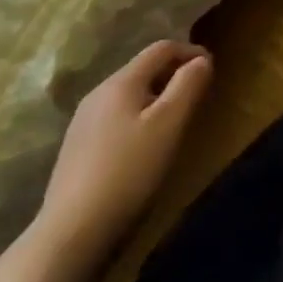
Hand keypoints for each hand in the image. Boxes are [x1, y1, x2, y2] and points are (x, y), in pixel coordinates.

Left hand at [26, 40, 212, 267]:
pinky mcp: (76, 147)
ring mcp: (83, 121)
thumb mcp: (169, 124)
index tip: (212, 69)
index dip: (190, 52)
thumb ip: (189, 85)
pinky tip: (143, 146)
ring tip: (174, 120)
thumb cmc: (129, 171)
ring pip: (129, 94)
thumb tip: (201, 60)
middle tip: (197, 95)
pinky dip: (138, 117)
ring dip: (156, 97)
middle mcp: (98, 93)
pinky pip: (116, 116)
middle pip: (143, 69)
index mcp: (121, 82)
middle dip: (173, 74)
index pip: (161, 48)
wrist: (70, 233)